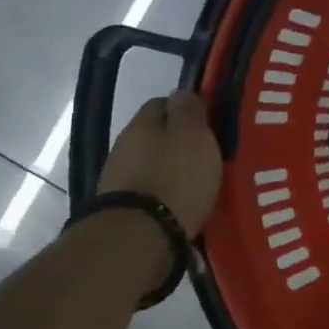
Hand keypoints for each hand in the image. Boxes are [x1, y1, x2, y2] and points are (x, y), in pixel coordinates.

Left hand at [97, 94, 222, 237]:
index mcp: (142, 123)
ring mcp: (119, 179)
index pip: (163, 103)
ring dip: (172, 169)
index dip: (187, 110)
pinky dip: (166, 192)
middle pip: (156, 135)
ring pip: (152, 163)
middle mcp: (124, 146)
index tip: (209, 124)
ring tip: (200, 182)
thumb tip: (181, 92)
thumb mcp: (194, 136)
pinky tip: (183, 202)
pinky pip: (150, 190)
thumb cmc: (175, 177)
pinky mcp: (123, 208)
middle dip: (180, 142)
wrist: (139, 236)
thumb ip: (189, 110)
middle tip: (209, 154)